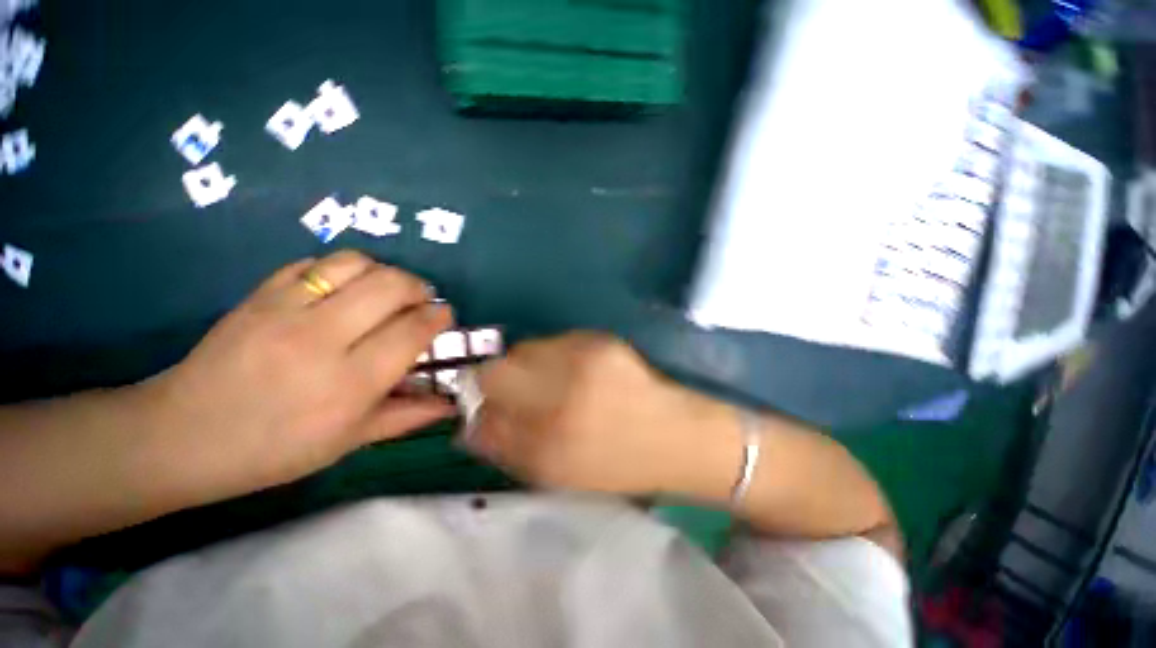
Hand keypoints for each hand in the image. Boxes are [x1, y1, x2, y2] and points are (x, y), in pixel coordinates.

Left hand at [139, 250, 455, 504]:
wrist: (182, 435)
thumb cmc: (275, 449)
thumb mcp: (349, 441)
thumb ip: (408, 416)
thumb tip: (452, 403)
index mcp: (350, 383)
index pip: (412, 331)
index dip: (438, 317)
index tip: (445, 315)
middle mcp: (322, 339)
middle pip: (390, 286)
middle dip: (419, 288)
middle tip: (421, 301)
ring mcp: (285, 310)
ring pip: (355, 264)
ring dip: (383, 272)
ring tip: (386, 290)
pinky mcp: (259, 294)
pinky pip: (314, 262)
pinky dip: (341, 269)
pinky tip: (344, 288)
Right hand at [466, 333, 736, 495]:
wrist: (678, 436)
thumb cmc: (618, 464)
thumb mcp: (557, 474)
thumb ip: (507, 448)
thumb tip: (471, 427)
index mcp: (548, 438)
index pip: (485, 401)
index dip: (478, 398)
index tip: (488, 404)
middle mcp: (561, 391)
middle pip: (499, 366)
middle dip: (498, 379)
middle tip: (518, 393)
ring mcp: (583, 358)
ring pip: (527, 349)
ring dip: (528, 365)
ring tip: (554, 382)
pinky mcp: (601, 340)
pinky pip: (557, 341)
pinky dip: (555, 356)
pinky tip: (577, 372)